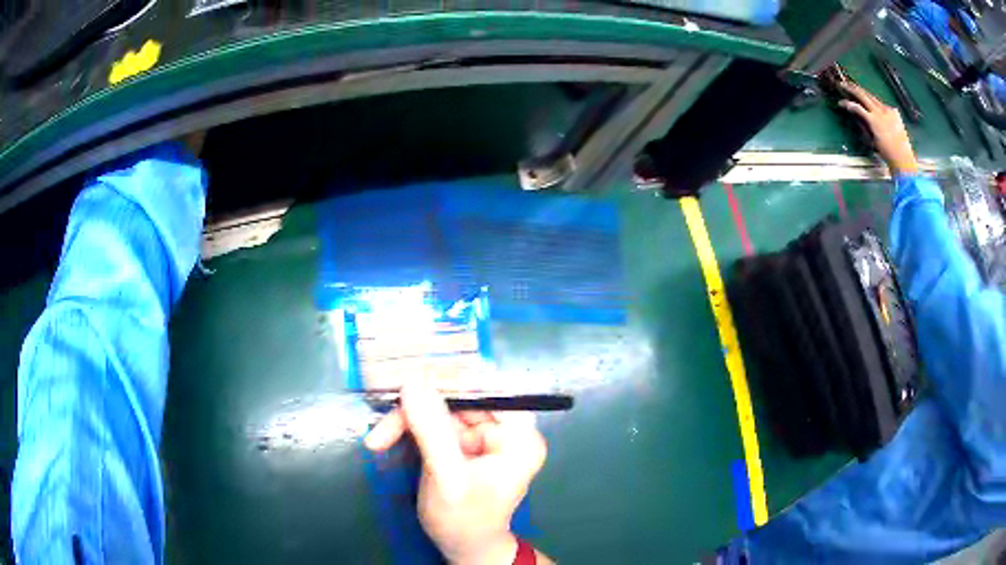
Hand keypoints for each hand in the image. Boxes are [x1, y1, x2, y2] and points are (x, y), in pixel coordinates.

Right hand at [364, 383, 547, 564]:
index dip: (450, 379)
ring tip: (378, 440)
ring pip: (439, 406)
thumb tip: (412, 383)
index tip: (412, 380)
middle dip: (417, 407)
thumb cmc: (463, 519)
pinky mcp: (462, 441)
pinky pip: (432, 420)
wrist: (462, 546)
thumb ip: (432, 431)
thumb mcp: (447, 477)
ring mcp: (482, 434)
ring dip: (405, 420)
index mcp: (518, 436)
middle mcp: (505, 428)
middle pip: (458, 397)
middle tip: (384, 425)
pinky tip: (386, 439)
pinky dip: (407, 427)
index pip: (488, 389)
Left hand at [838, 82, 919, 174]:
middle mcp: (886, 110)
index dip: (865, 95)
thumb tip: (872, 121)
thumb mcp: (893, 135)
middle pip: (869, 94)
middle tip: (846, 83)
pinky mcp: (874, 121)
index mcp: (893, 113)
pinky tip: (842, 103)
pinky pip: (859, 108)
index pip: (876, 101)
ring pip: (863, 96)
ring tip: (841, 86)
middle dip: (856, 87)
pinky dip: (849, 104)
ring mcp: (880, 114)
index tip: (856, 91)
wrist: (903, 162)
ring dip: (851, 90)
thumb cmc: (899, 154)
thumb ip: (884, 125)